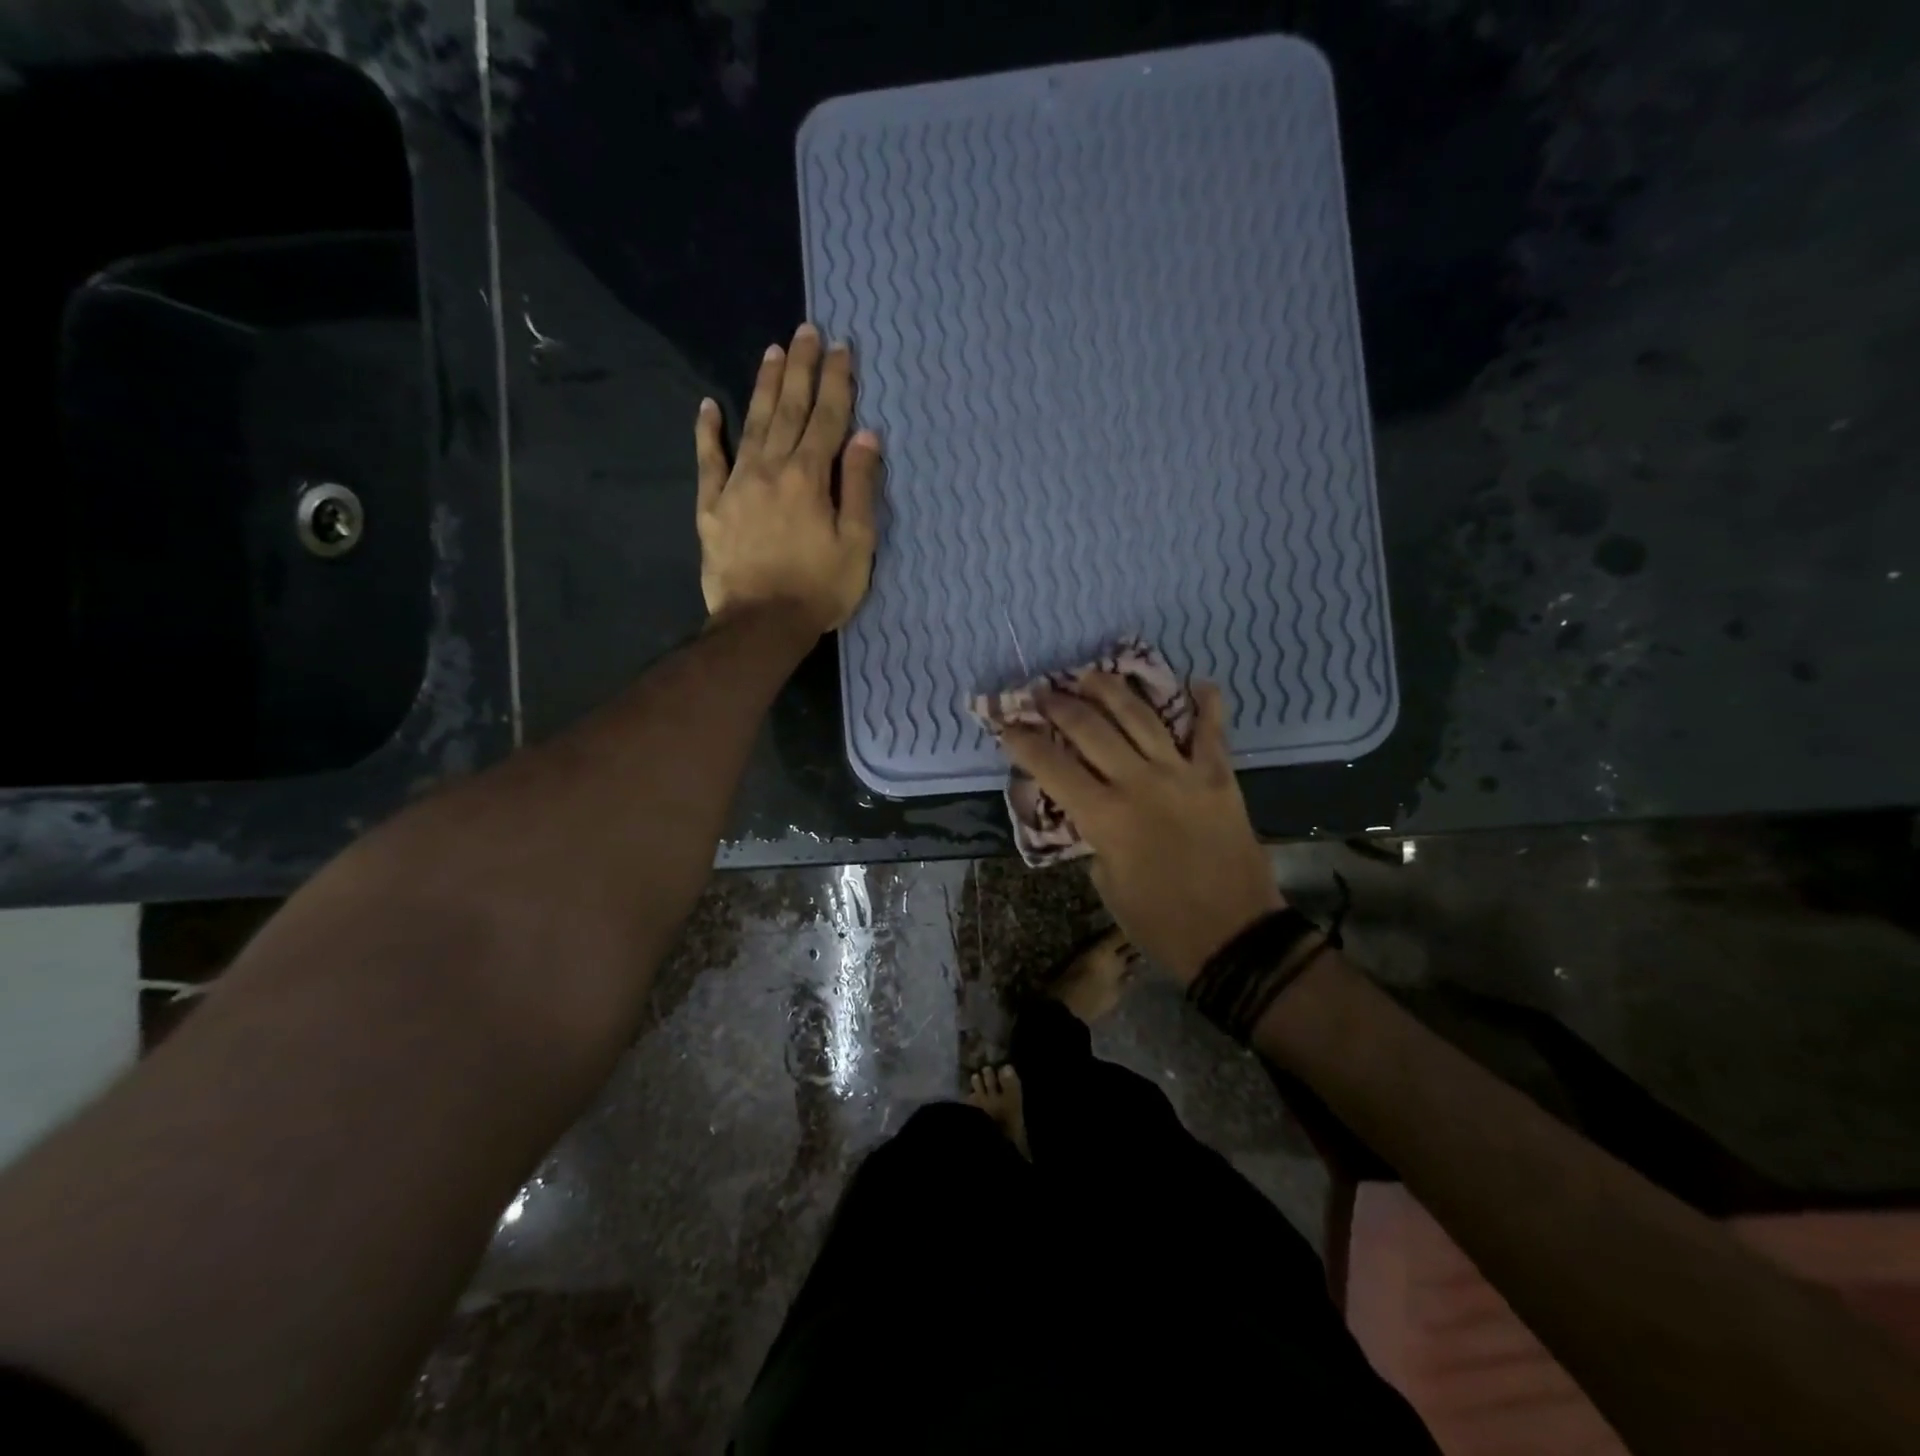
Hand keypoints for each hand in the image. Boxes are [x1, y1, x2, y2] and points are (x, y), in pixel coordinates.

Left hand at [695, 323, 883, 633]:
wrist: (761, 624)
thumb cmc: (819, 589)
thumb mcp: (856, 544)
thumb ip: (859, 488)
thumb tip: (866, 438)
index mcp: (810, 477)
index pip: (828, 419)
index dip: (837, 383)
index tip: (842, 348)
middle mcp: (772, 469)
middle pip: (790, 410)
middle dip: (801, 369)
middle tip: (806, 331)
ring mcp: (737, 485)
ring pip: (752, 424)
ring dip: (765, 387)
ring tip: (773, 352)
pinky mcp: (712, 507)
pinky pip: (708, 461)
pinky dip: (708, 432)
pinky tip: (708, 406)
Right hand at [1000, 675, 1282, 983]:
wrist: (1233, 936)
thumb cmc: (1158, 922)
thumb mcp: (1106, 882)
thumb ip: (1093, 836)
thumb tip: (1088, 807)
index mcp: (1104, 816)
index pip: (1050, 765)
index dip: (1022, 741)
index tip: (1006, 724)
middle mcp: (1139, 782)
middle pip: (1090, 727)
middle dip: (1059, 704)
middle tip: (1043, 691)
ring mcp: (1182, 774)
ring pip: (1141, 716)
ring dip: (1112, 689)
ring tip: (1092, 673)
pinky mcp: (1218, 777)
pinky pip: (1212, 732)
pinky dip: (1207, 705)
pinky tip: (1199, 682)